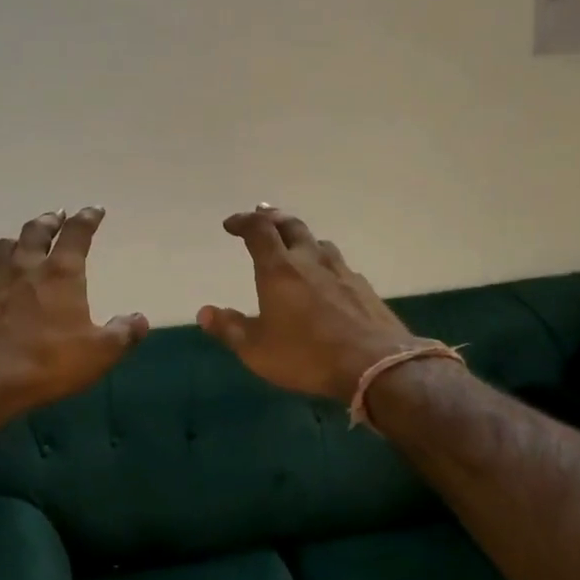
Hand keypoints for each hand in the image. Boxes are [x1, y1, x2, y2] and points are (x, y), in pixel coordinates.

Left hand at [0, 208, 148, 416]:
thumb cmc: (50, 360)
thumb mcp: (100, 352)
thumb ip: (123, 333)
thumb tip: (140, 319)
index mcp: (61, 273)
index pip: (76, 233)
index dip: (87, 218)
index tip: (95, 210)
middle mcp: (27, 268)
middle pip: (36, 231)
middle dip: (50, 221)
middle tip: (57, 215)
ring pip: (5, 247)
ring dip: (18, 240)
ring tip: (24, 241)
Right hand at [198, 206, 426, 403]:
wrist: (375, 365)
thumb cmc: (306, 355)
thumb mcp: (257, 350)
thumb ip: (230, 328)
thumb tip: (204, 312)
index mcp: (279, 270)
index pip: (258, 231)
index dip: (243, 222)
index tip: (231, 224)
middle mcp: (310, 261)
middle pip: (291, 226)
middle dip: (272, 217)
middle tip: (261, 214)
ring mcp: (341, 272)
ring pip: (319, 242)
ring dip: (301, 237)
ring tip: (293, 242)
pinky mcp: (363, 288)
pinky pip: (338, 264)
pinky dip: (323, 261)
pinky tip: (326, 276)